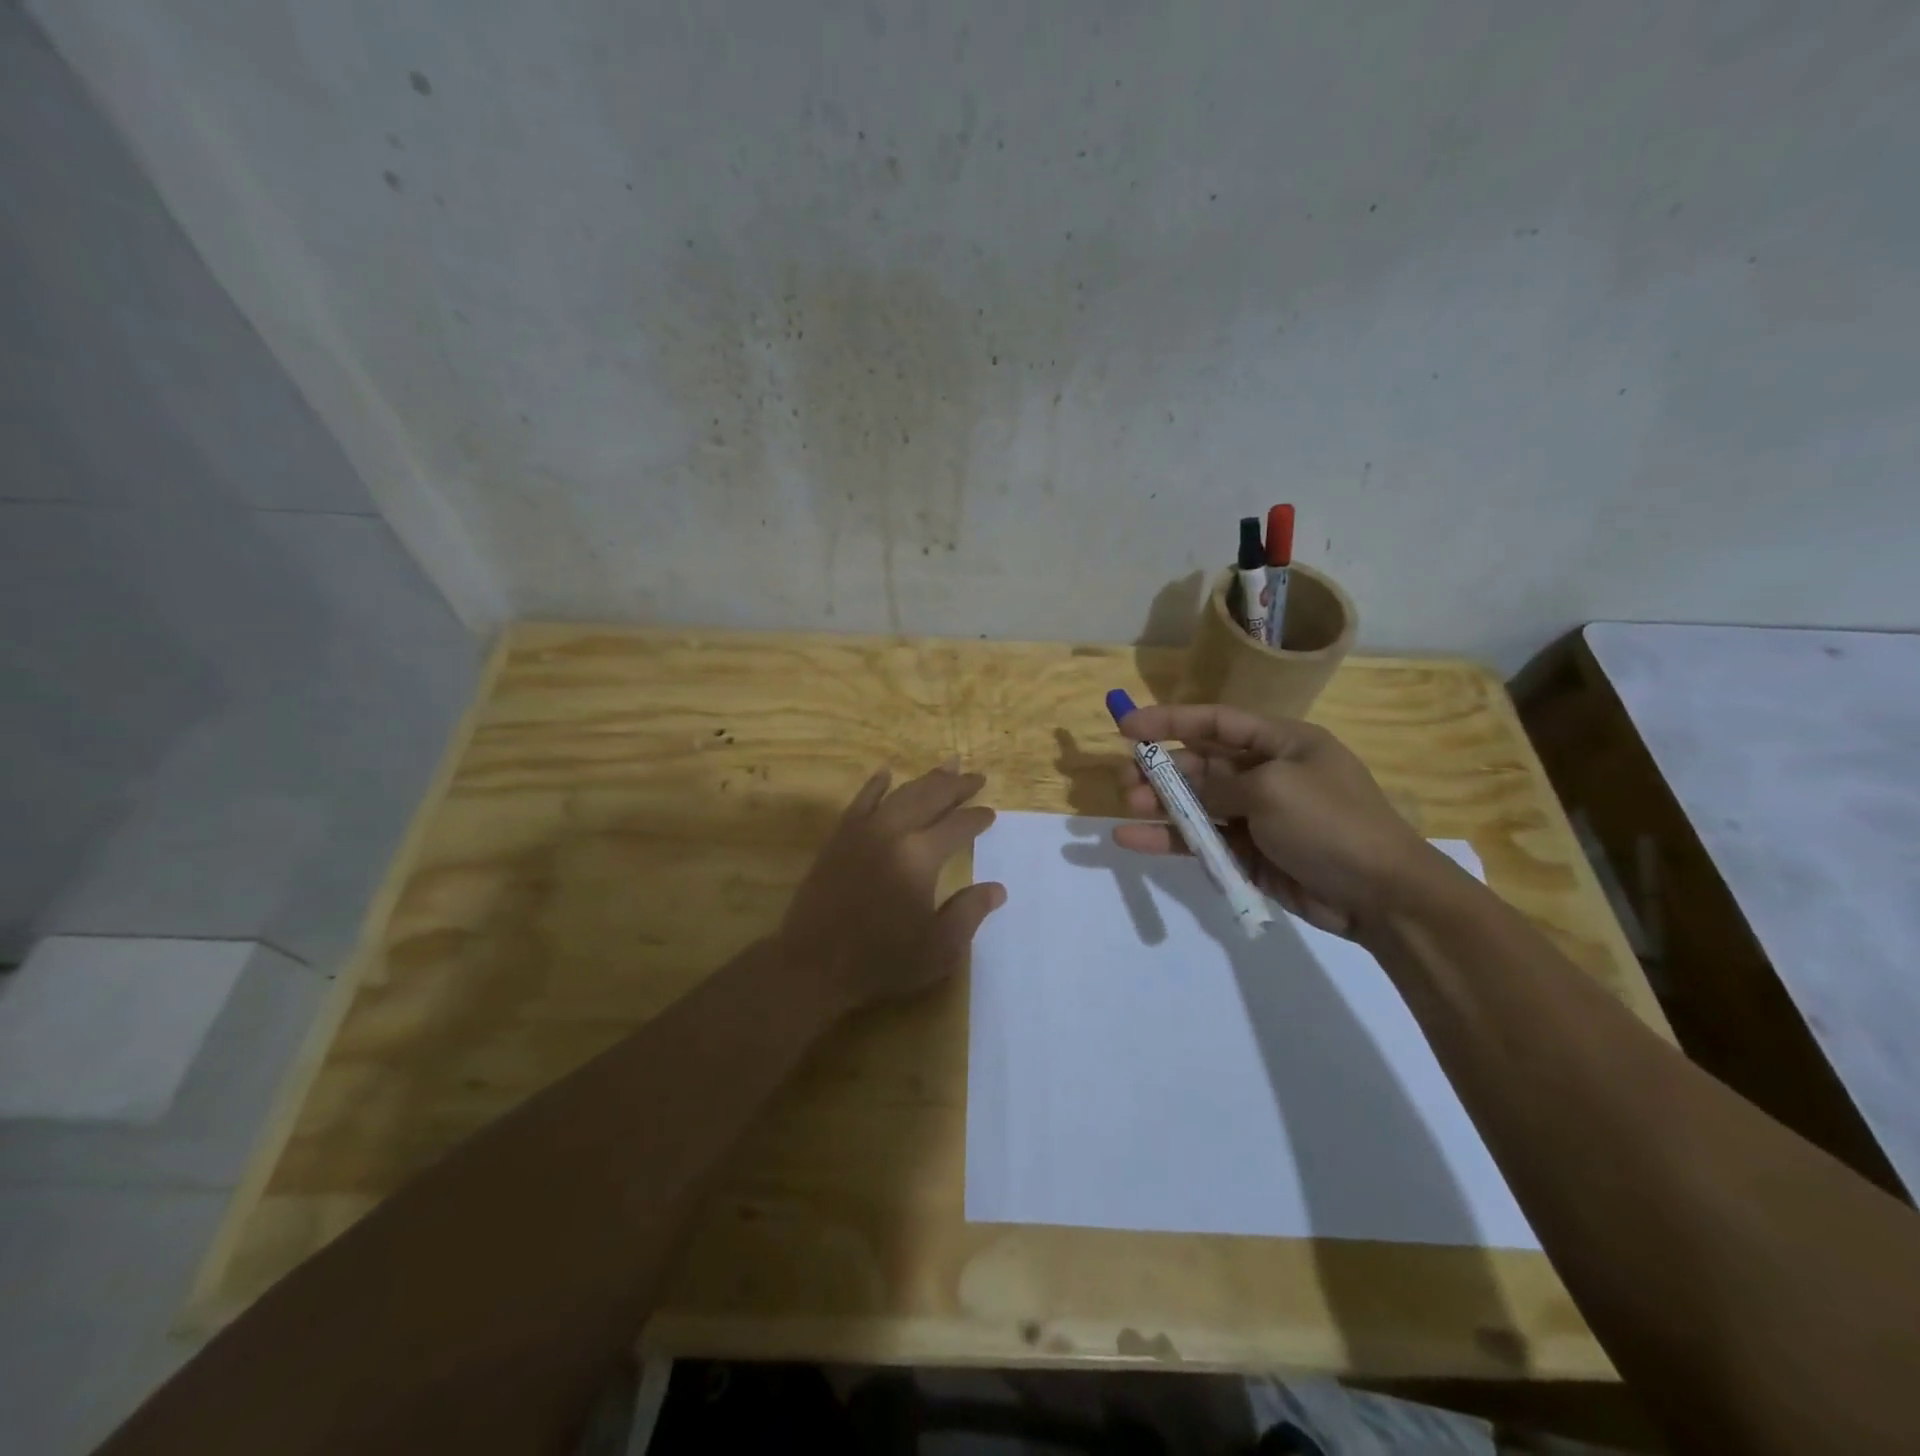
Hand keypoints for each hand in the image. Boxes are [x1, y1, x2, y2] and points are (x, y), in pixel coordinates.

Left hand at [779, 762, 1006, 1011]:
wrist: (813, 963)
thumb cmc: (881, 960)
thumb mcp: (939, 948)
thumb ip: (969, 912)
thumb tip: (996, 888)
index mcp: (920, 857)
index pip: (957, 827)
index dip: (977, 819)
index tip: (990, 814)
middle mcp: (893, 832)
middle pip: (931, 797)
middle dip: (957, 786)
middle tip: (977, 777)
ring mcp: (862, 831)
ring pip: (901, 793)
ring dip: (926, 779)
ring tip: (947, 766)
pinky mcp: (839, 837)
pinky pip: (861, 801)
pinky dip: (876, 785)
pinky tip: (886, 772)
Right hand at [1111, 704, 1443, 937]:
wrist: (1381, 896)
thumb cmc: (1331, 823)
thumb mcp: (1273, 789)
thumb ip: (1219, 785)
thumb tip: (1189, 791)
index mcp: (1281, 743)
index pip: (1216, 721)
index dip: (1169, 720)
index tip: (1126, 726)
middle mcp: (1265, 773)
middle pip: (1200, 763)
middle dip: (1160, 768)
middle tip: (1124, 779)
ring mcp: (1255, 815)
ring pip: (1195, 803)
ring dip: (1160, 803)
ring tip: (1127, 806)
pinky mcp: (1247, 853)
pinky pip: (1200, 840)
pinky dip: (1167, 839)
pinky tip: (1131, 839)